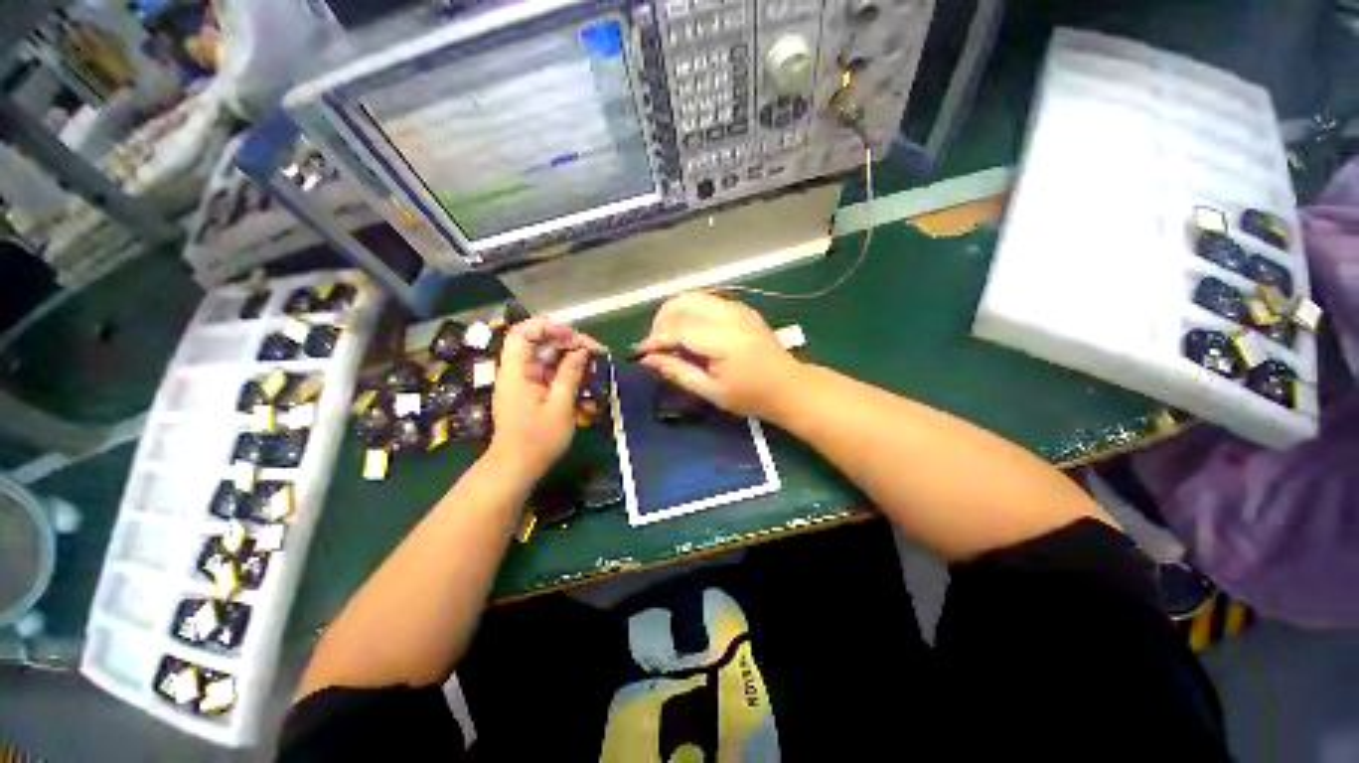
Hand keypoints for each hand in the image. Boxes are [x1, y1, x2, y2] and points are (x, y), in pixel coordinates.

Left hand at [488, 318, 603, 477]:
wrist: (517, 468)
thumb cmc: (537, 440)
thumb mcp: (560, 407)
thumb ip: (570, 375)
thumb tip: (581, 351)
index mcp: (517, 371)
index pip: (524, 333)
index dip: (548, 327)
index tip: (575, 337)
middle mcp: (519, 371)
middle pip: (542, 342)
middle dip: (571, 343)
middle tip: (596, 352)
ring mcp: (526, 381)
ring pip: (550, 357)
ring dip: (574, 359)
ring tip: (595, 368)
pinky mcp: (534, 391)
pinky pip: (552, 373)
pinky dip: (570, 374)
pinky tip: (586, 382)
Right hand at [635, 292, 802, 420]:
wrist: (789, 386)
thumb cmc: (750, 396)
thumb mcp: (710, 390)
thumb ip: (677, 371)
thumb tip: (647, 359)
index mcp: (723, 339)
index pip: (678, 328)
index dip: (655, 339)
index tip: (641, 352)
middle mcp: (729, 315)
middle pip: (682, 301)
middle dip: (662, 319)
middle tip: (657, 343)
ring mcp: (737, 308)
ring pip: (693, 296)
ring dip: (675, 313)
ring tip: (671, 338)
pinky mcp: (741, 308)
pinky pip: (706, 301)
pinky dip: (690, 312)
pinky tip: (690, 333)